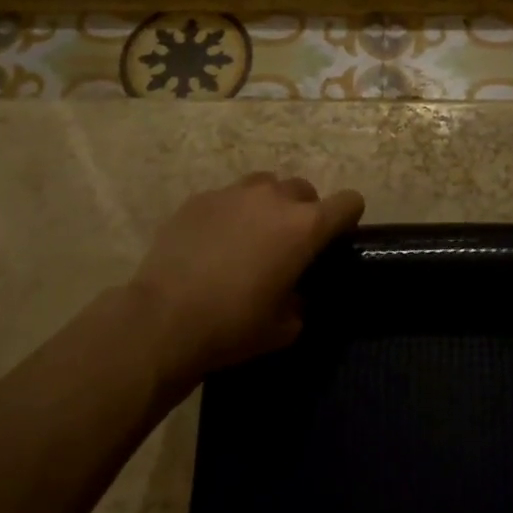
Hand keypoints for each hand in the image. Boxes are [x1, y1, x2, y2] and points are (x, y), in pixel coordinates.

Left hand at [128, 172, 363, 388]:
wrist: (163, 320)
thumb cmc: (234, 326)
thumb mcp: (285, 327)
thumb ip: (301, 300)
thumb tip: (294, 292)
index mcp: (306, 227)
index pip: (349, 202)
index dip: (347, 219)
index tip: (335, 240)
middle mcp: (274, 198)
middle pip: (304, 190)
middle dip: (304, 212)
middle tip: (287, 244)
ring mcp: (234, 193)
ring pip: (265, 185)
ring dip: (267, 205)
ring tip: (250, 236)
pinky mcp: (199, 199)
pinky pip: (227, 198)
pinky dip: (230, 214)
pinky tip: (213, 243)